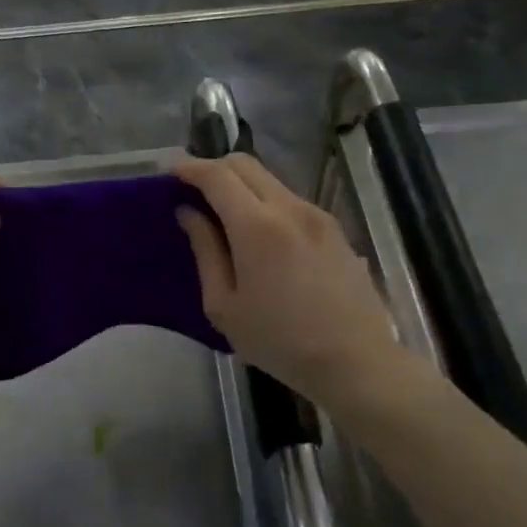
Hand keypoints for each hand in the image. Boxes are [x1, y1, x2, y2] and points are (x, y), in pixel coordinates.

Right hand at [173, 154, 418, 411]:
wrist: (356, 361)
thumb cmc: (279, 341)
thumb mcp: (224, 306)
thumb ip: (205, 252)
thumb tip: (189, 214)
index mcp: (257, 226)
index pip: (217, 175)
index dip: (190, 168)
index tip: (170, 175)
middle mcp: (290, 208)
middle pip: (245, 164)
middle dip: (214, 169)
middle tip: (192, 192)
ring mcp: (317, 216)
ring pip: (270, 180)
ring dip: (241, 186)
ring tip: (223, 216)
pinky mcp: (335, 229)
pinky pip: (290, 200)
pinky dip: (265, 202)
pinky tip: (259, 236)